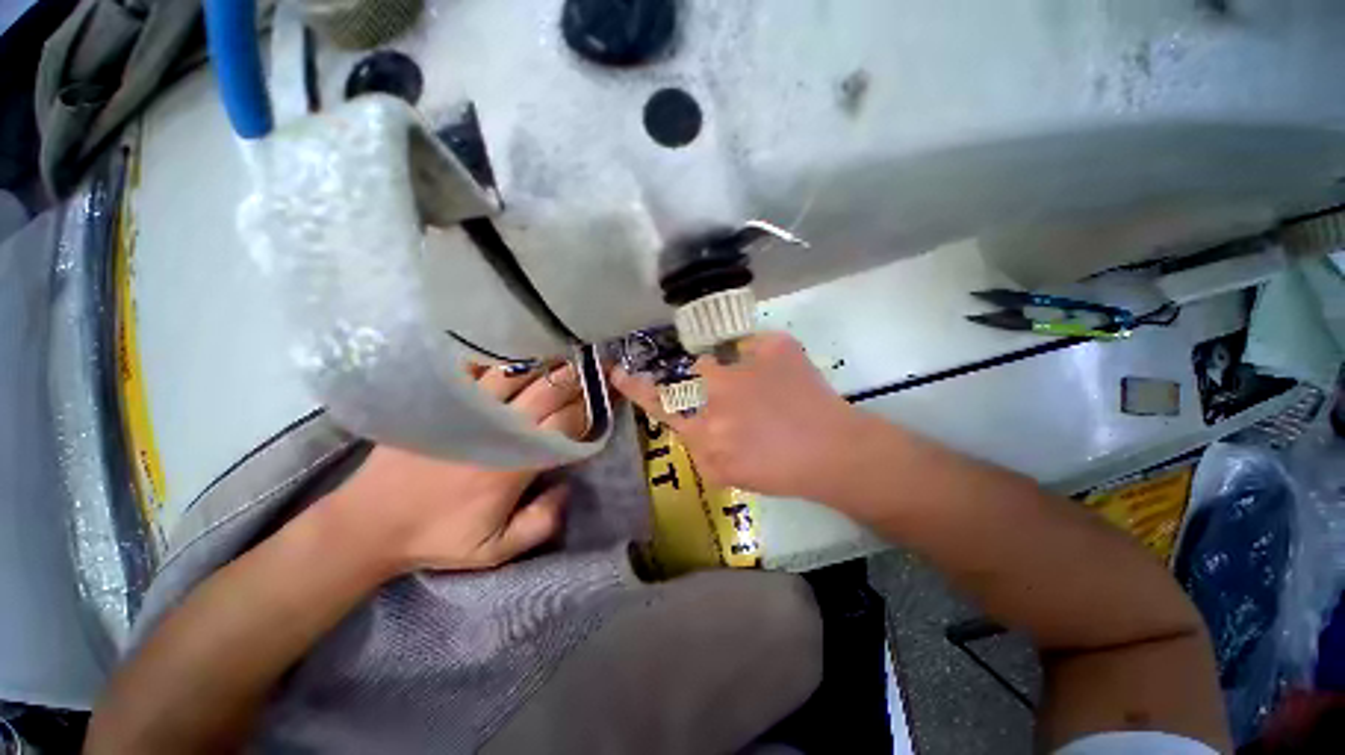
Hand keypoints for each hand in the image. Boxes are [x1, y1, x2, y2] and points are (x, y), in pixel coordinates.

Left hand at [320, 364, 587, 573]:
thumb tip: (568, 487)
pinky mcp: (444, 398)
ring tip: (571, 352)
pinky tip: (522, 347)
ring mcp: (469, 407)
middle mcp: (498, 428)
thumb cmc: (437, 536)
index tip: (610, 396)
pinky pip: (479, 365)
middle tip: (602, 365)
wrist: (368, 522)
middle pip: (551, 389)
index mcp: (514, 463)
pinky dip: (505, 355)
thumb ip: (542, 523)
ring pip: (521, 371)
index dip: (593, 408)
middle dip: (582, 377)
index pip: (567, 423)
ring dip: (550, 360)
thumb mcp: (495, 550)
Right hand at [614, 332, 874, 498]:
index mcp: (705, 430)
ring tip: (769, 393)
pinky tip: (785, 383)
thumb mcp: (726, 473)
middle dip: (715, 383)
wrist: (833, 454)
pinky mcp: (776, 349)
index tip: (617, 371)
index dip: (635, 387)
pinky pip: (757, 345)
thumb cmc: (779, 472)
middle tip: (746, 400)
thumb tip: (695, 425)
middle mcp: (717, 395)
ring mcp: (746, 368)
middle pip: (699, 373)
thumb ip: (701, 449)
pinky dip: (767, 360)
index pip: (660, 403)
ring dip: (739, 373)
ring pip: (724, 359)